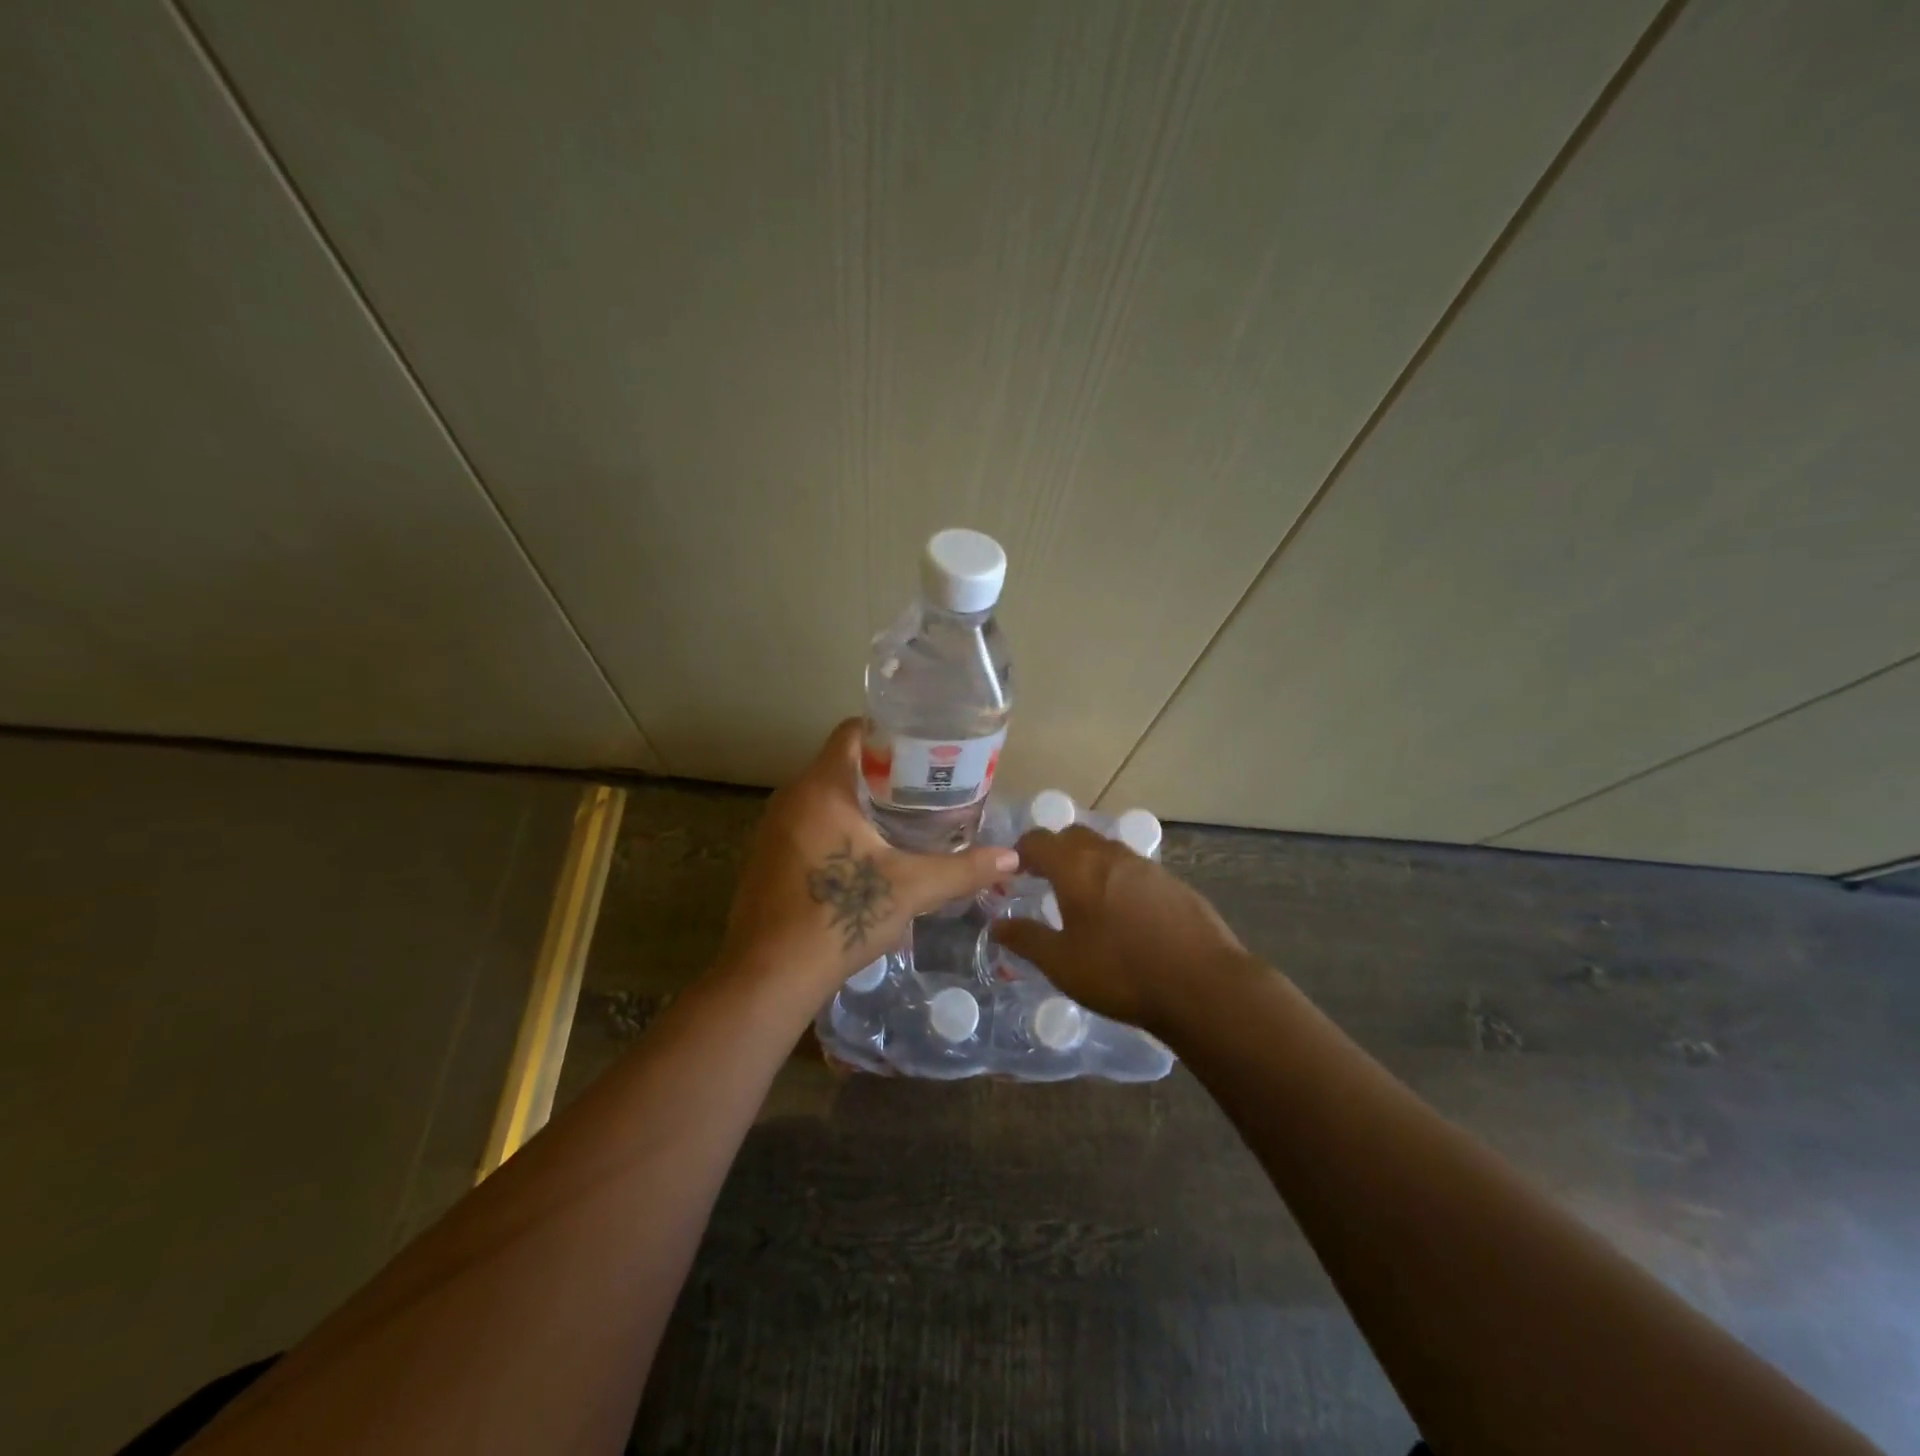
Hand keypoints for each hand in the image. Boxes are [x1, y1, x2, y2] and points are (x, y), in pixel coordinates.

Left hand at [719, 719, 1019, 993]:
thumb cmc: (838, 917)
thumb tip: (1012, 857)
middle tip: (929, 788)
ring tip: (906, 819)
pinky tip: (867, 856)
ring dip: (862, 803)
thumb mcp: (910, 889)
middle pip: (842, 764)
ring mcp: (773, 828)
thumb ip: (962, 869)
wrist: (768, 976)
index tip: (925, 750)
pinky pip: (808, 824)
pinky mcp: (768, 857)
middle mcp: (791, 797)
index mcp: (821, 788)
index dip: (891, 733)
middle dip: (885, 773)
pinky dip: (839, 827)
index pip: (853, 731)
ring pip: (825, 796)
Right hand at [990, 826, 1244, 1032]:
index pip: (1038, 841)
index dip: (1020, 852)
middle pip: (1073, 837)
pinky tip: (1123, 913)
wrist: (1202, 985)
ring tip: (1082, 896)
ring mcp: (1146, 866)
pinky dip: (1117, 878)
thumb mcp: (1062, 963)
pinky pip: (1134, 869)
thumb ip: (1027, 939)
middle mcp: (1110, 854)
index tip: (1012, 872)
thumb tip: (997, 924)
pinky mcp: (1173, 882)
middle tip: (1043, 880)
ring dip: (1087, 863)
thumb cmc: (1120, 973)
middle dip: (1054, 851)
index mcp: (1076, 867)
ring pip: (1106, 850)